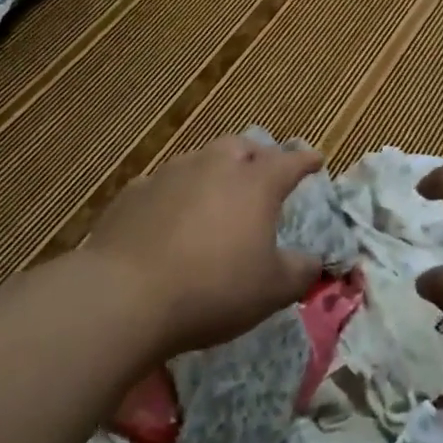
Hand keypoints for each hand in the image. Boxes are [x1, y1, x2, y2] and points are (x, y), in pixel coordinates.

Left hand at [82, 134, 325, 357]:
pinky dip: (177, 194)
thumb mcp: (272, 290)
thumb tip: (314, 260)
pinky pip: (164, 185)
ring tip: (217, 193)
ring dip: (215, 171)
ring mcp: (170, 175)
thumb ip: (300, 271)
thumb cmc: (214, 289)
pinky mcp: (134, 193)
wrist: (126, 295)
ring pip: (201, 159)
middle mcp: (215, 166)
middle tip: (264, 171)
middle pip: (242, 146)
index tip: (316, 159)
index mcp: (255, 183)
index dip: (306, 161)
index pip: (289, 162)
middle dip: (258, 155)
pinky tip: (171, 216)